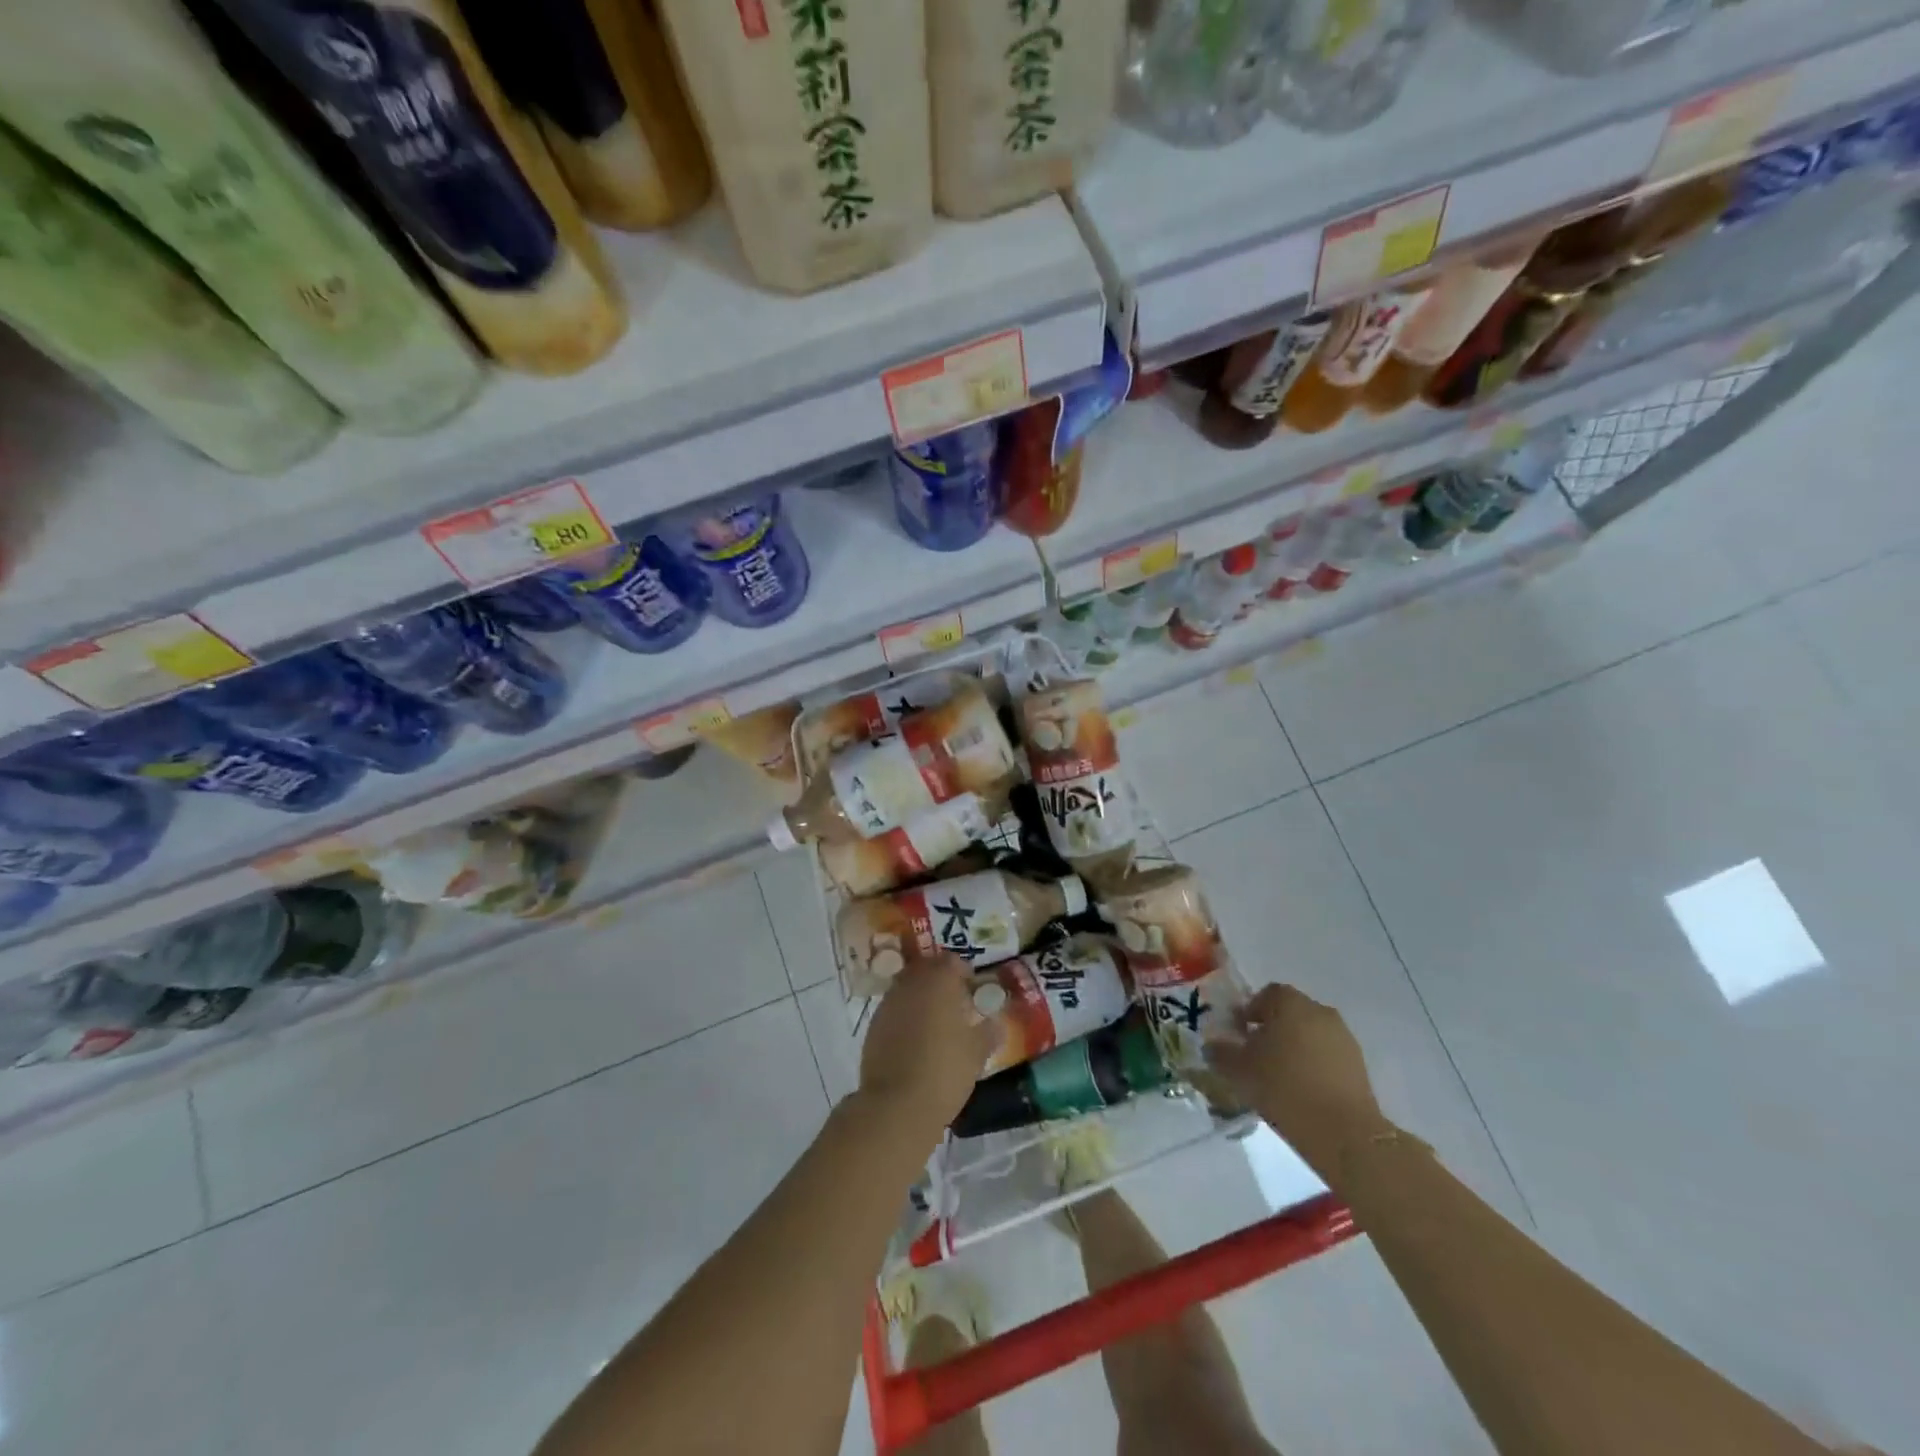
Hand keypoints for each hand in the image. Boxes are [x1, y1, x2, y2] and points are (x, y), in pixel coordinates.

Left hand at [859, 954, 998, 1134]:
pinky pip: (894, 1010)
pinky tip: (915, 1040)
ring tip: (936, 1023)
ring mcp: (888, 1004)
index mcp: (938, 981)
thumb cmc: (945, 1070)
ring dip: (921, 998)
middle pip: (926, 970)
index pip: (951, 960)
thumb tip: (995, 1023)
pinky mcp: (872, 1026)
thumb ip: (987, 1033)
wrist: (896, 1104)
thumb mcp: (976, 1053)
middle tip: (955, 1003)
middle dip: (939, 981)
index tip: (971, 989)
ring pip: (907, 988)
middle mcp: (910, 984)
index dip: (963, 971)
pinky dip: (905, 1016)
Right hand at [1206, 983, 1392, 1181]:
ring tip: (1278, 1076)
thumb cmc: (1283, 1087)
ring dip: (1294, 1047)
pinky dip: (1313, 1066)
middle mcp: (1320, 1011)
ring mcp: (1343, 1038)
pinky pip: (1327, 1056)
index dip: (1250, 1011)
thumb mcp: (1238, 1069)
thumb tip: (1211, 1045)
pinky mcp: (1359, 1066)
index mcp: (1290, 1003)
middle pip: (1290, 1013)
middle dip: (1272, 1029)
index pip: (1267, 994)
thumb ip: (1220, 1052)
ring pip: (1310, 1034)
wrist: (1342, 1130)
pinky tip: (1301, 1090)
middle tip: (1256, 1054)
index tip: (1239, 1033)